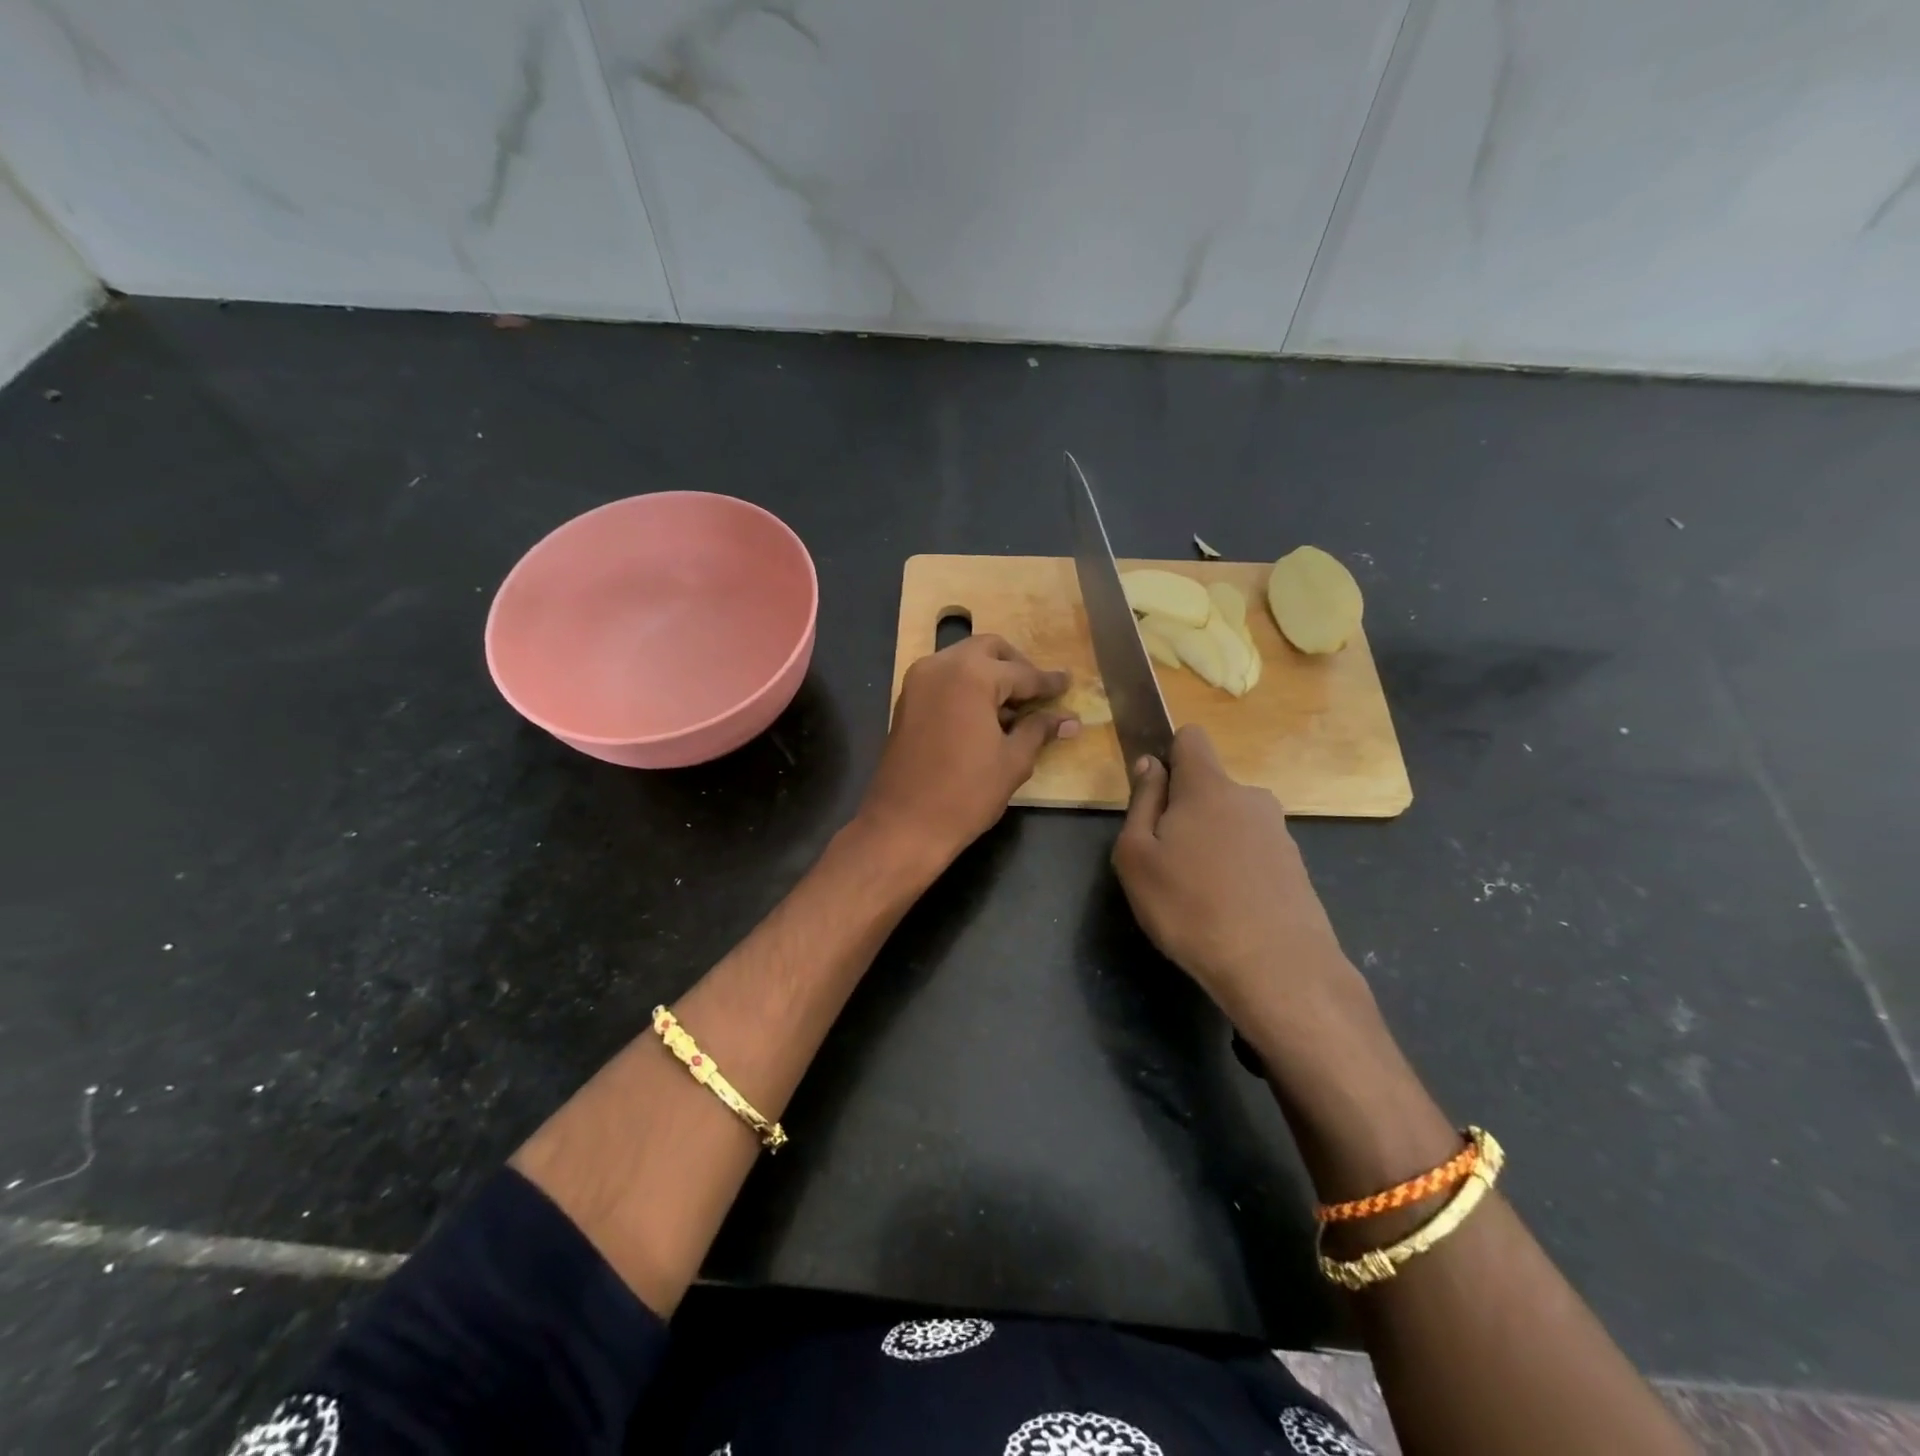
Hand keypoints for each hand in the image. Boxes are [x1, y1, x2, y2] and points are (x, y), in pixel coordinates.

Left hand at [857, 634, 1077, 874]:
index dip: (1048, 683)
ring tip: (1013, 708)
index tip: (1067, 684)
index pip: (1021, 673)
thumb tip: (1068, 720)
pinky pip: (944, 678)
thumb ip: (1038, 730)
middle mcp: (941, 666)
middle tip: (1037, 692)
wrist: (904, 824)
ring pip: (963, 660)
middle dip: (1016, 666)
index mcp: (971, 674)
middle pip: (988, 649)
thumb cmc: (966, 794)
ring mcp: (918, 681)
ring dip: (990, 674)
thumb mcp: (1012, 760)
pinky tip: (984, 715)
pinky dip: (967, 686)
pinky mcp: (906, 700)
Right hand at [1111, 725, 1366, 1042]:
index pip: (1191, 738)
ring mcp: (1278, 832)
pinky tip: (1227, 910)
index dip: (1168, 755)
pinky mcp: (1295, 866)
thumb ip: (1142, 802)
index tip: (1154, 794)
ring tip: (1196, 894)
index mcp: (1208, 786)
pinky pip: (1251, 852)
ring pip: (1229, 822)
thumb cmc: (1190, 906)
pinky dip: (1235, 870)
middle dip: (1184, 811)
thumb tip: (1150, 765)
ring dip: (1210, 843)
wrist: (1278, 969)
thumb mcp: (1137, 856)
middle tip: (1165, 861)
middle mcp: (1249, 797)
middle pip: (1208, 787)